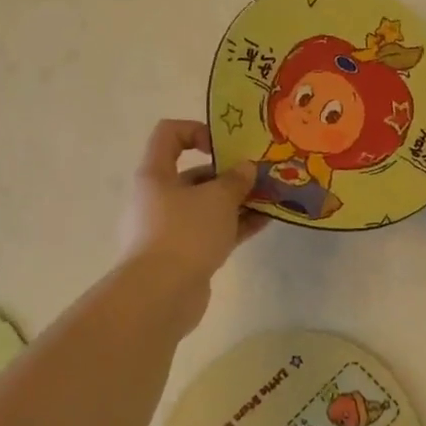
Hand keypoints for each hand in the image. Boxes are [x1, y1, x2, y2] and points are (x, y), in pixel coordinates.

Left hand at [118, 120, 265, 301]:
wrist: (160, 295)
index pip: (169, 134)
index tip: (225, 147)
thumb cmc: (185, 233)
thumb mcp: (218, 198)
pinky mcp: (183, 254)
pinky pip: (212, 231)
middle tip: (260, 177)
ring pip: (207, 206)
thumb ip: (236, 179)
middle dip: (229, 174)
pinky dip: (235, 225)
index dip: (197, 130)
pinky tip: (264, 223)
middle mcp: (158, 197)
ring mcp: (169, 228)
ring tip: (270, 199)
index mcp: (155, 174)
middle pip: (194, 174)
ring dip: (237, 201)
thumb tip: (245, 168)